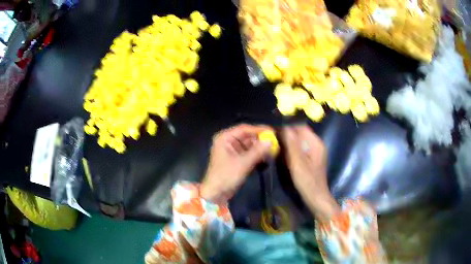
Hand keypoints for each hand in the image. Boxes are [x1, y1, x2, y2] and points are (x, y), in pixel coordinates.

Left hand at [200, 124, 272, 203]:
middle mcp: (228, 141)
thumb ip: (258, 151)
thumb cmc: (226, 176)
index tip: (272, 132)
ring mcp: (232, 150)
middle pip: (247, 136)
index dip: (259, 129)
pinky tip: (267, 156)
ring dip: (260, 147)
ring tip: (274, 149)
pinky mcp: (236, 159)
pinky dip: (257, 154)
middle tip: (275, 141)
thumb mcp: (243, 163)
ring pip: (249, 145)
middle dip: (260, 139)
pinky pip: (248, 153)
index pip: (244, 129)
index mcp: (225, 138)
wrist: (216, 193)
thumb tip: (272, 141)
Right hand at [281, 125, 339, 220]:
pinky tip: (284, 155)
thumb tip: (284, 127)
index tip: (274, 130)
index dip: (288, 127)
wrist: (315, 197)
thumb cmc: (307, 180)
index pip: (301, 127)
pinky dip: (292, 149)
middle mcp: (317, 144)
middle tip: (273, 138)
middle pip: (301, 133)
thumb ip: (291, 144)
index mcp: (316, 143)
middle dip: (287, 134)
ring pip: (300, 141)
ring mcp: (315, 152)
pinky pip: (301, 149)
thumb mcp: (297, 162)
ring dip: (289, 142)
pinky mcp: (312, 159)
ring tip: (277, 145)